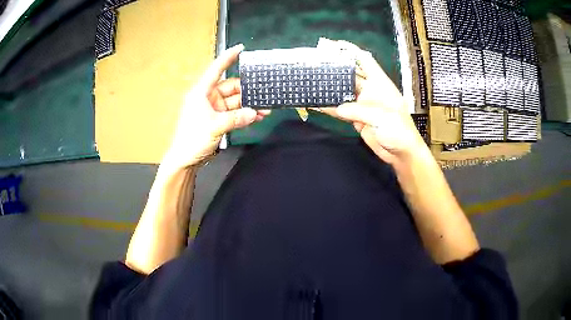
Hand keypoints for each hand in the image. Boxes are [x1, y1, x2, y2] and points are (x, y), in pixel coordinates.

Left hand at [162, 44, 269, 170]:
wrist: (184, 160)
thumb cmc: (192, 139)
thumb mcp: (215, 126)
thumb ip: (236, 118)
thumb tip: (254, 112)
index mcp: (201, 92)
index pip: (216, 69)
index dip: (228, 57)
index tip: (241, 48)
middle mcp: (208, 97)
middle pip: (231, 88)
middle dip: (248, 92)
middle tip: (265, 95)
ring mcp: (213, 108)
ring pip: (235, 102)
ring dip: (249, 106)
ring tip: (265, 110)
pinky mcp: (217, 119)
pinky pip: (234, 113)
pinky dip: (244, 115)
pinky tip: (256, 117)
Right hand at [314, 39, 426, 164]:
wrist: (401, 153)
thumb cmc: (399, 130)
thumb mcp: (381, 116)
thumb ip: (358, 110)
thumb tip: (338, 108)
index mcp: (380, 83)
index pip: (365, 60)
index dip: (351, 50)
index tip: (334, 45)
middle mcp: (370, 90)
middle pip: (350, 74)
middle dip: (335, 68)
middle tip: (316, 64)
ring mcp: (362, 104)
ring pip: (343, 92)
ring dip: (330, 88)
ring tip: (312, 82)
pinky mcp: (357, 118)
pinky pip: (341, 110)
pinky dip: (329, 108)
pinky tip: (317, 104)